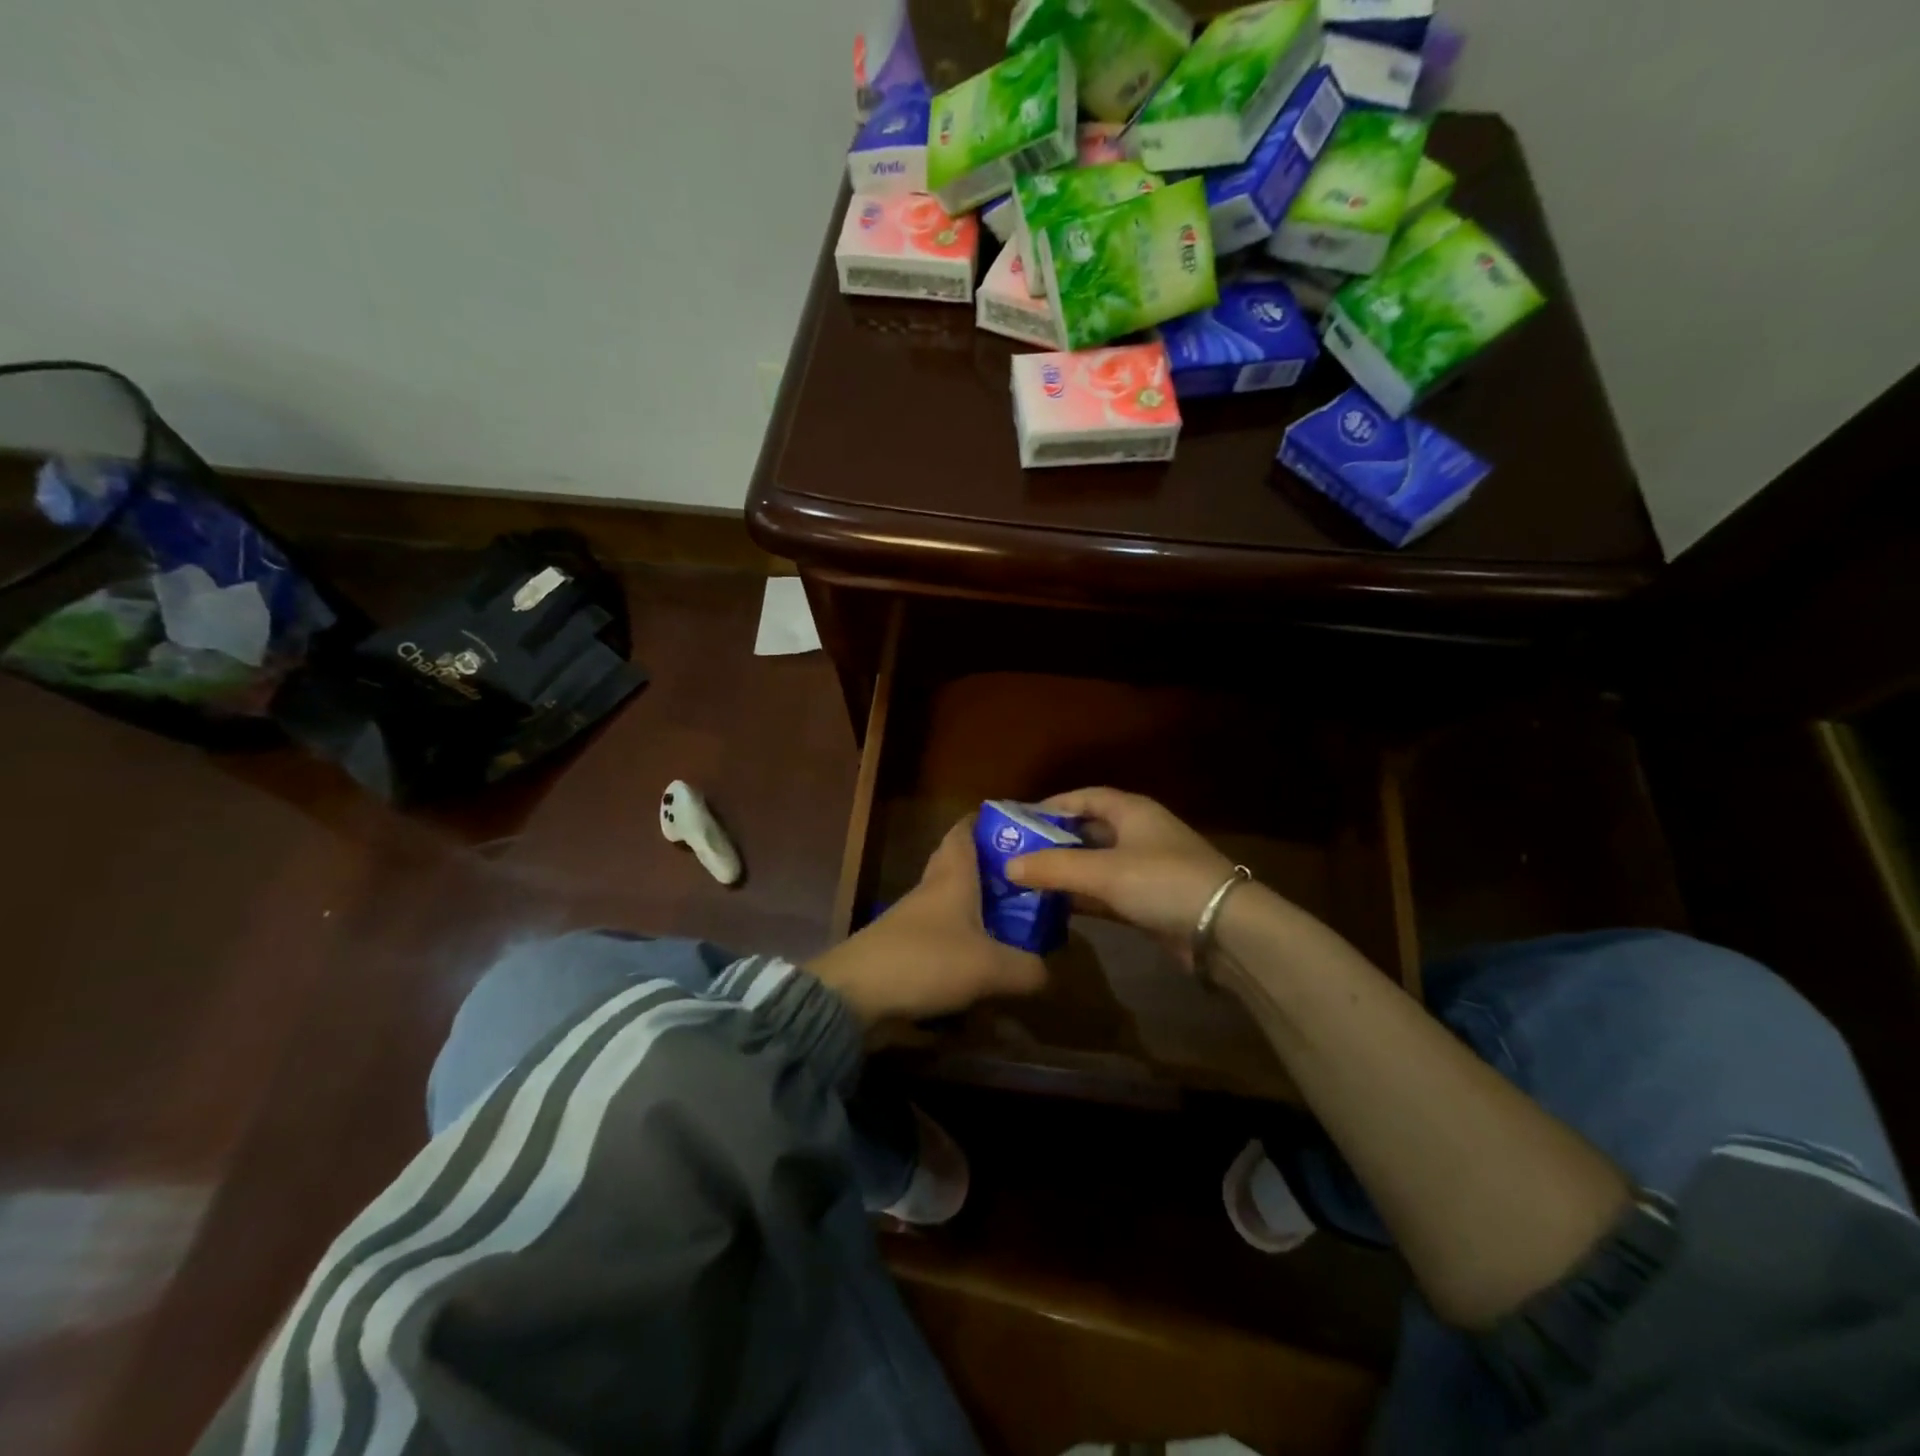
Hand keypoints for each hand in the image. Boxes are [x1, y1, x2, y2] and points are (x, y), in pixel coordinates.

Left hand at [809, 818, 1046, 1025]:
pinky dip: (964, 940)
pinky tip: (985, 960)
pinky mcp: (904, 949)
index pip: (964, 830)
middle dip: (991, 867)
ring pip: (951, 901)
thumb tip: (1049, 972)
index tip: (1020, 824)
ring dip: (978, 906)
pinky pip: (942, 934)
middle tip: (1027, 879)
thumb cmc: (926, 961)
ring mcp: (913, 919)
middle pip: (958, 864)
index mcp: (952, 875)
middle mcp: (931, 889)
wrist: (854, 995)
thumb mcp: (990, 967)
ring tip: (1016, 920)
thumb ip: (1027, 969)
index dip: (988, 821)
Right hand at [1005, 787, 1235, 967]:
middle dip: (1053, 842)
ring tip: (1025, 881)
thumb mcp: (1103, 871)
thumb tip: (1008, 865)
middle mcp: (1137, 833)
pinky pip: (1105, 892)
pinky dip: (1081, 897)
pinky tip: (1053, 907)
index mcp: (1131, 811)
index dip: (1051, 806)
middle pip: (1087, 831)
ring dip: (1065, 873)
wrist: (1224, 930)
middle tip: (1015, 854)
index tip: (1018, 821)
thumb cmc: (1162, 881)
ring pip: (1094, 865)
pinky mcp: (1147, 900)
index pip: (1084, 797)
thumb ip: (1054, 868)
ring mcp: (1144, 868)